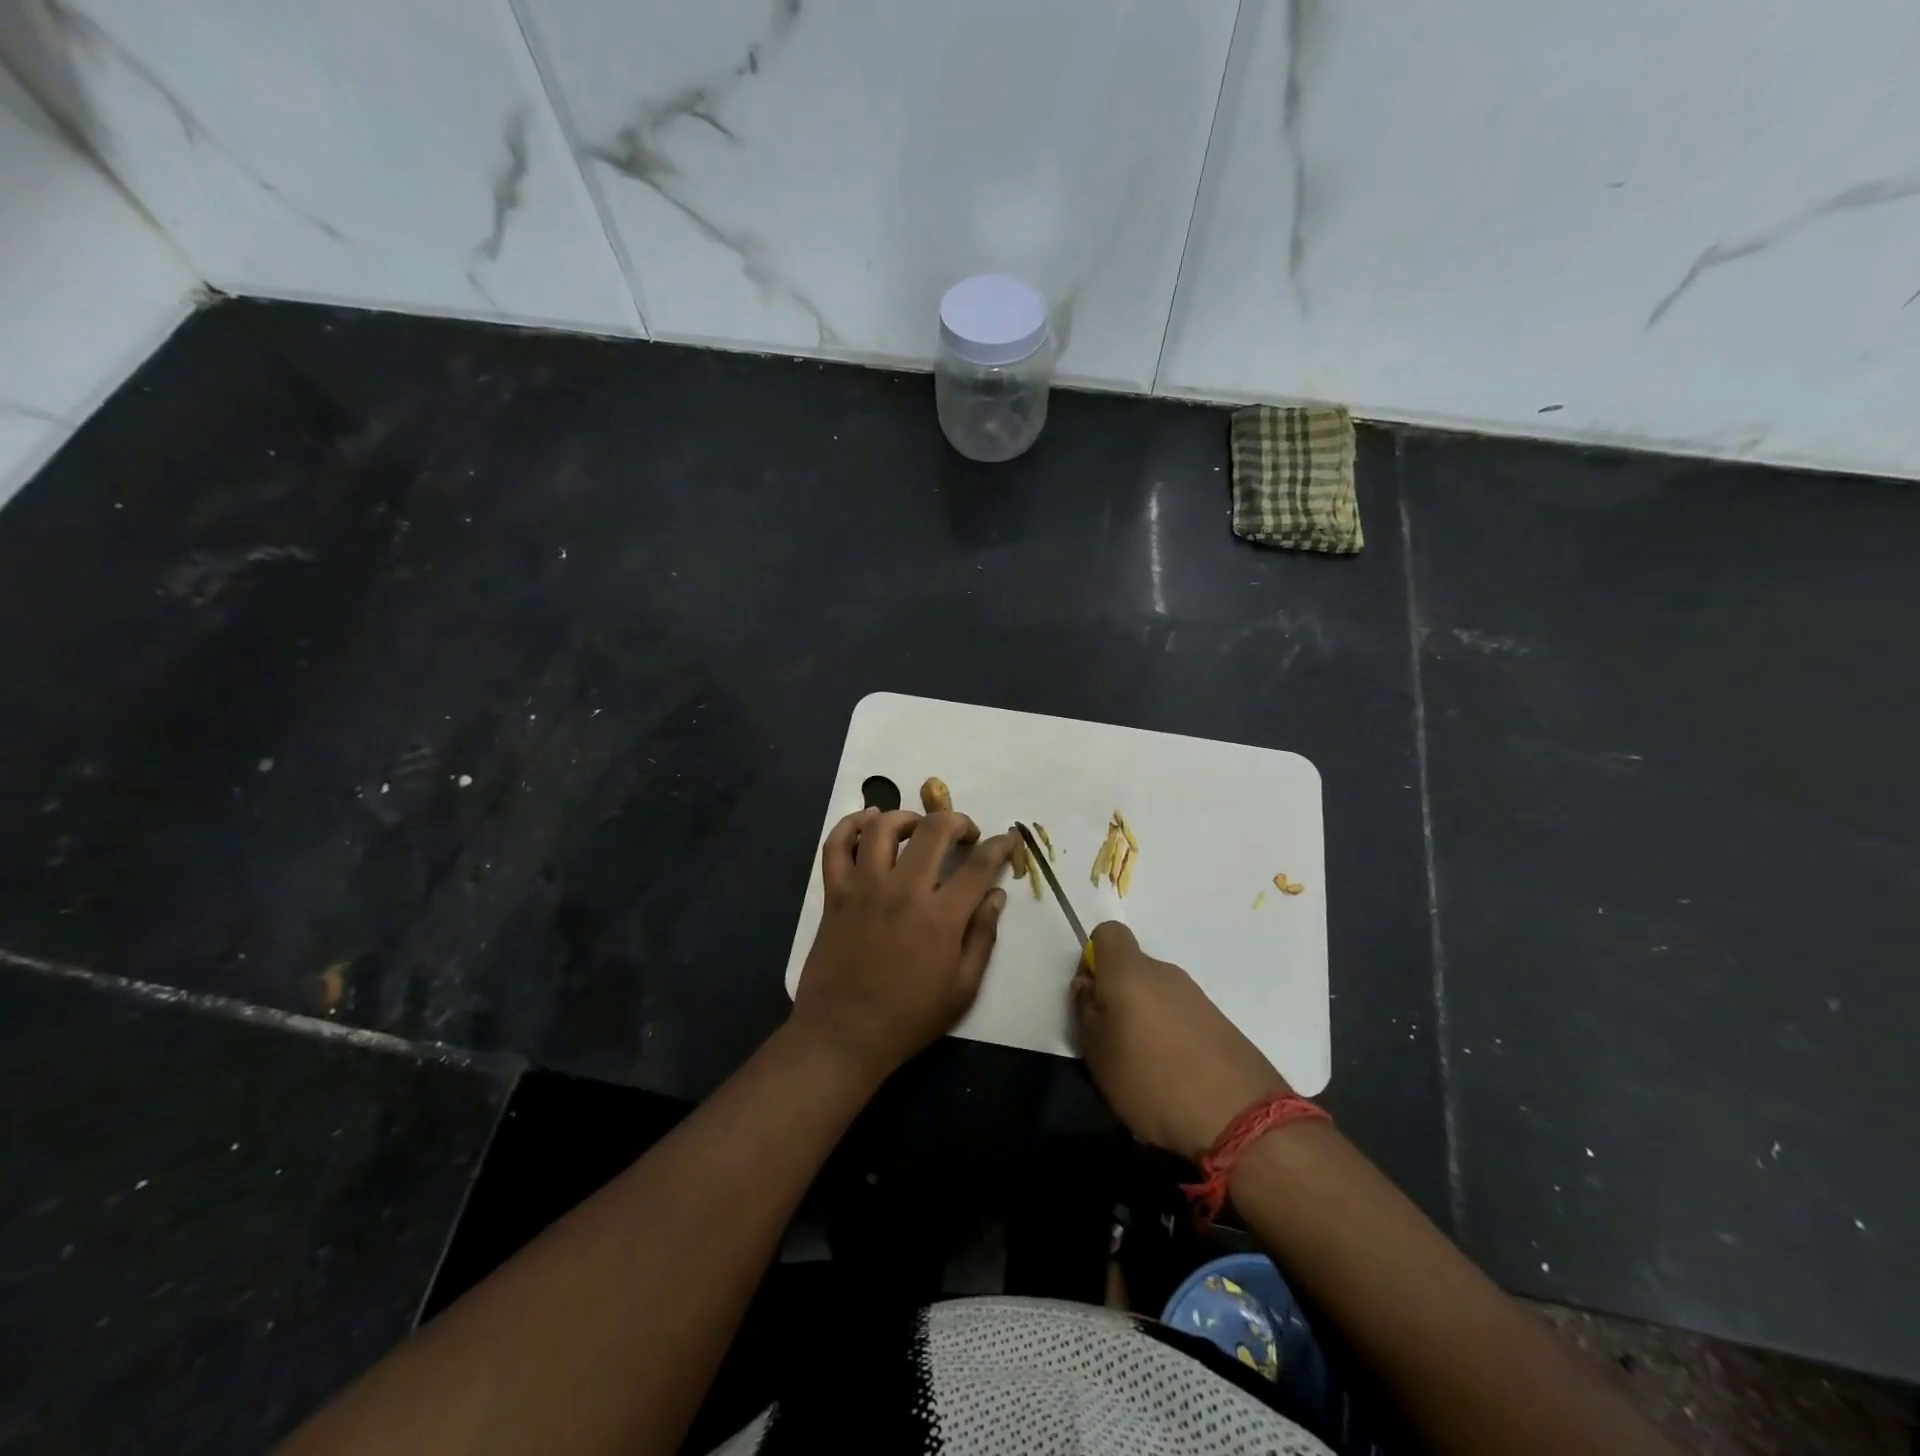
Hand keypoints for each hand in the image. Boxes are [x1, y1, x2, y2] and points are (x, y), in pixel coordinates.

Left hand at [789, 808, 1015, 1085]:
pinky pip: (835, 846)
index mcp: (941, 916)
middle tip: (964, 834)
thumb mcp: (962, 988)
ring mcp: (864, 888)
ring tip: (917, 828)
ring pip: (882, 827)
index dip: (1000, 846)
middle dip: (957, 821)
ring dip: (906, 817)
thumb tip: (996, 895)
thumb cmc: (909, 1017)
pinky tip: (867, 822)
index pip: (979, 864)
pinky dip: (849, 825)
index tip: (1007, 840)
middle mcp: (903, 890)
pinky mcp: (834, 894)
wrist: (843, 1036)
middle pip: (933, 830)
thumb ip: (983, 936)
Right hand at [1072, 922, 1289, 1160]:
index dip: (1093, 957)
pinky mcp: (1220, 1023)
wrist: (1238, 1117)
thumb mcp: (1097, 1050)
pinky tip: (1172, 1076)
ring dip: (1144, 1019)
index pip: (1108, 932)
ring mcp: (1197, 997)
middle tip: (1111, 1041)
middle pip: (1132, 968)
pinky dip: (1171, 1037)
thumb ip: (1085, 1009)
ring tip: (1142, 1067)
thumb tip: (1088, 985)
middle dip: (1118, 996)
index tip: (1091, 996)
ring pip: (1157, 994)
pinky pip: (1181, 1017)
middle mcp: (1166, 973)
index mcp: (1131, 971)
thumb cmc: (1151, 1078)